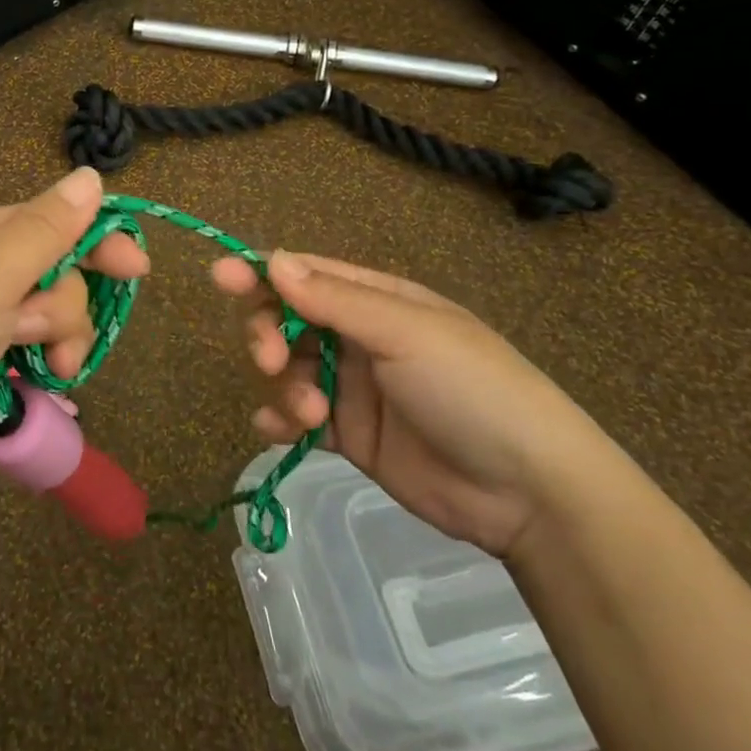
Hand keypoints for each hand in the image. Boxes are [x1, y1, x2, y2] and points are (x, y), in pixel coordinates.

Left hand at [0, 167, 148, 492]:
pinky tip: (41, 386)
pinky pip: (35, 351)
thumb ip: (46, 228)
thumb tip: (91, 175)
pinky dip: (43, 366)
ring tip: (46, 371)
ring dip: (60, 342)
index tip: (138, 271)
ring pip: (52, 317)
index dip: (98, 242)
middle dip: (65, 309)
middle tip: (46, 337)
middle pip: (59, 274)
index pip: (56, 223)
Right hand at [211, 251, 612, 558]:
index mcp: (377, 300)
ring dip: (282, 386)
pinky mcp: (350, 436)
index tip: (221, 277)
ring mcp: (352, 387)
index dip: (261, 274)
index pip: (306, 275)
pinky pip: (297, 419)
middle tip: (269, 359)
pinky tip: (277, 433)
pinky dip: (279, 422)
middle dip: (267, 333)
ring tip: (308, 414)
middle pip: (287, 320)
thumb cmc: (471, 388)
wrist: (529, 492)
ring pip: (288, 370)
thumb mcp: (404, 332)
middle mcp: (359, 336)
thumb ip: (334, 298)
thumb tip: (272, 258)